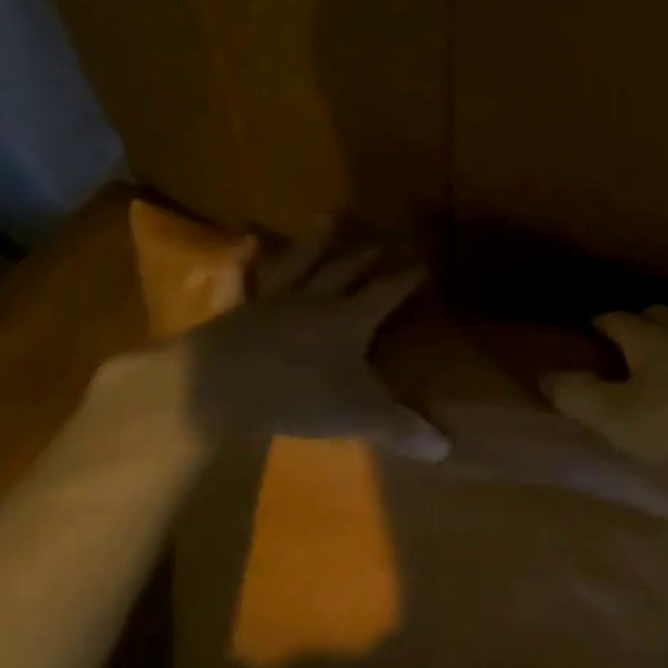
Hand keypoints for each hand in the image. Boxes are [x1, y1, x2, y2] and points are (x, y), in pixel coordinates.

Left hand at [180, 218, 450, 460]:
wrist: (219, 387)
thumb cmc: (298, 395)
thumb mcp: (359, 415)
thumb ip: (402, 429)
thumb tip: (447, 449)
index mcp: (350, 319)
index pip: (386, 293)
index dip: (405, 280)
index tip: (421, 264)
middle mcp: (315, 300)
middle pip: (346, 271)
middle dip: (367, 258)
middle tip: (381, 243)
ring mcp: (272, 300)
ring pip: (300, 262)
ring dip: (316, 241)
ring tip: (329, 218)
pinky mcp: (235, 310)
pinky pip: (242, 280)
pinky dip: (244, 261)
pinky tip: (245, 241)